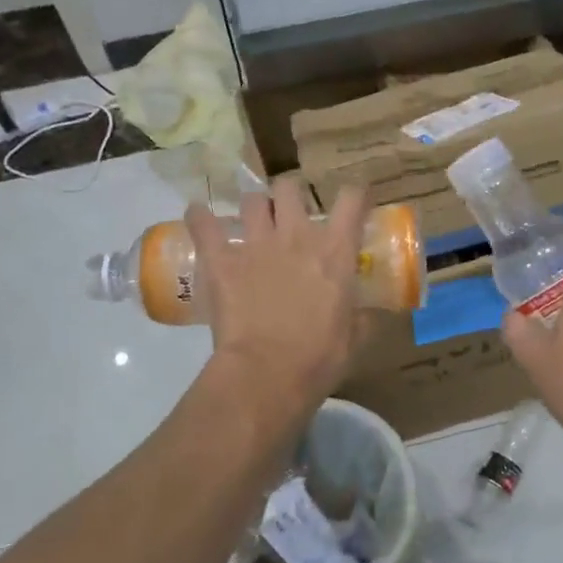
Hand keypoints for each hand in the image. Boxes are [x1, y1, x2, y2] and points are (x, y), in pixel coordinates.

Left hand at [187, 179, 367, 415]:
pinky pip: (203, 224)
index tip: (351, 201)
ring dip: (253, 208)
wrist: (268, 374)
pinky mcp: (221, 260)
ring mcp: (256, 245)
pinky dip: (199, 216)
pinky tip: (197, 214)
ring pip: (251, 200)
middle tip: (289, 215)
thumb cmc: (319, 359)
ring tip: (251, 222)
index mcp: (335, 251)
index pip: (350, 199)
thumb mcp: (354, 338)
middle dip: (289, 195)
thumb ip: (361, 317)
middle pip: (290, 188)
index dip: (353, 194)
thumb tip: (365, 314)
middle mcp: (297, 236)